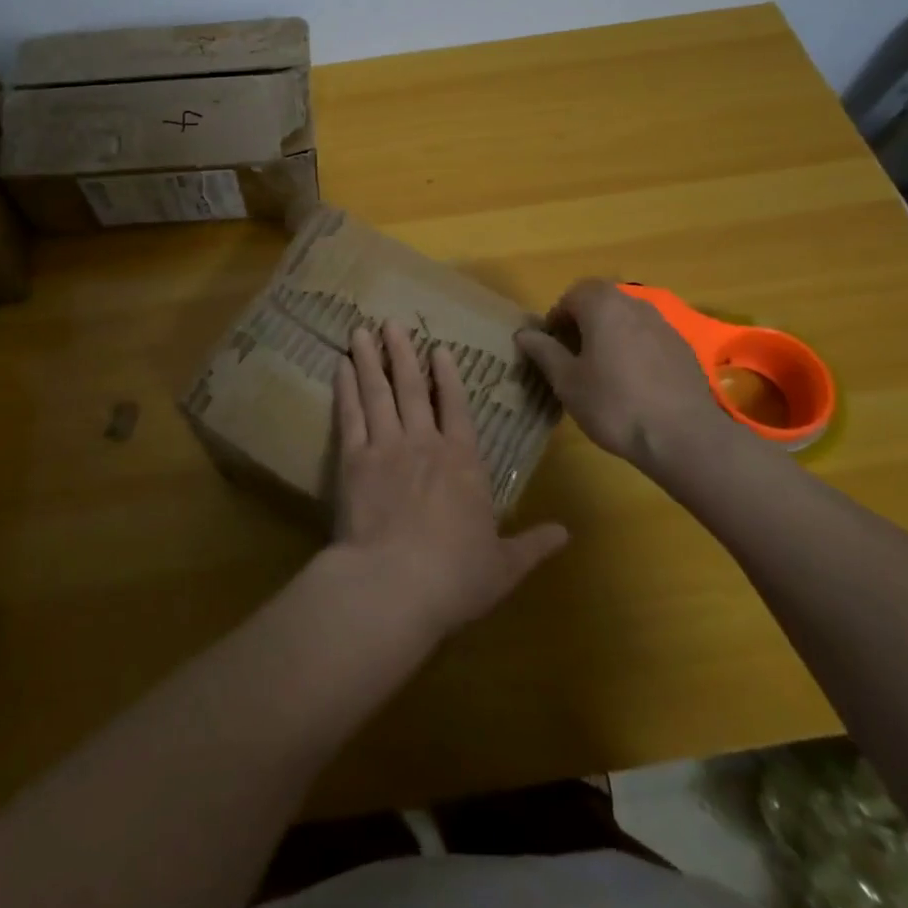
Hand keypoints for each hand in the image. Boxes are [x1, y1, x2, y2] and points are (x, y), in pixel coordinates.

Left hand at [331, 321, 567, 641]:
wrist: (394, 584)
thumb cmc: (455, 577)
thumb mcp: (504, 566)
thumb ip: (533, 544)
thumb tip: (567, 534)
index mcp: (463, 462)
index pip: (456, 407)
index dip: (448, 376)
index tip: (438, 348)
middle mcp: (424, 443)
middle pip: (412, 388)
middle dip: (403, 353)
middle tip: (391, 323)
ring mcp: (386, 446)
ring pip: (378, 392)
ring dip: (371, 359)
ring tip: (361, 331)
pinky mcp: (353, 459)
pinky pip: (350, 414)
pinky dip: (345, 388)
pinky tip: (340, 367)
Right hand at [514, 278, 732, 474]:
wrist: (683, 436)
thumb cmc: (613, 404)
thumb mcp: (567, 381)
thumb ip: (544, 351)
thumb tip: (523, 334)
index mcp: (603, 305)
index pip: (572, 294)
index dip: (557, 317)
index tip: (552, 346)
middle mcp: (635, 304)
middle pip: (602, 301)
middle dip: (584, 322)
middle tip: (574, 356)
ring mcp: (664, 325)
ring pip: (627, 319)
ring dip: (610, 334)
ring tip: (603, 371)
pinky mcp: (683, 348)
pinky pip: (649, 337)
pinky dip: (635, 349)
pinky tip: (634, 383)